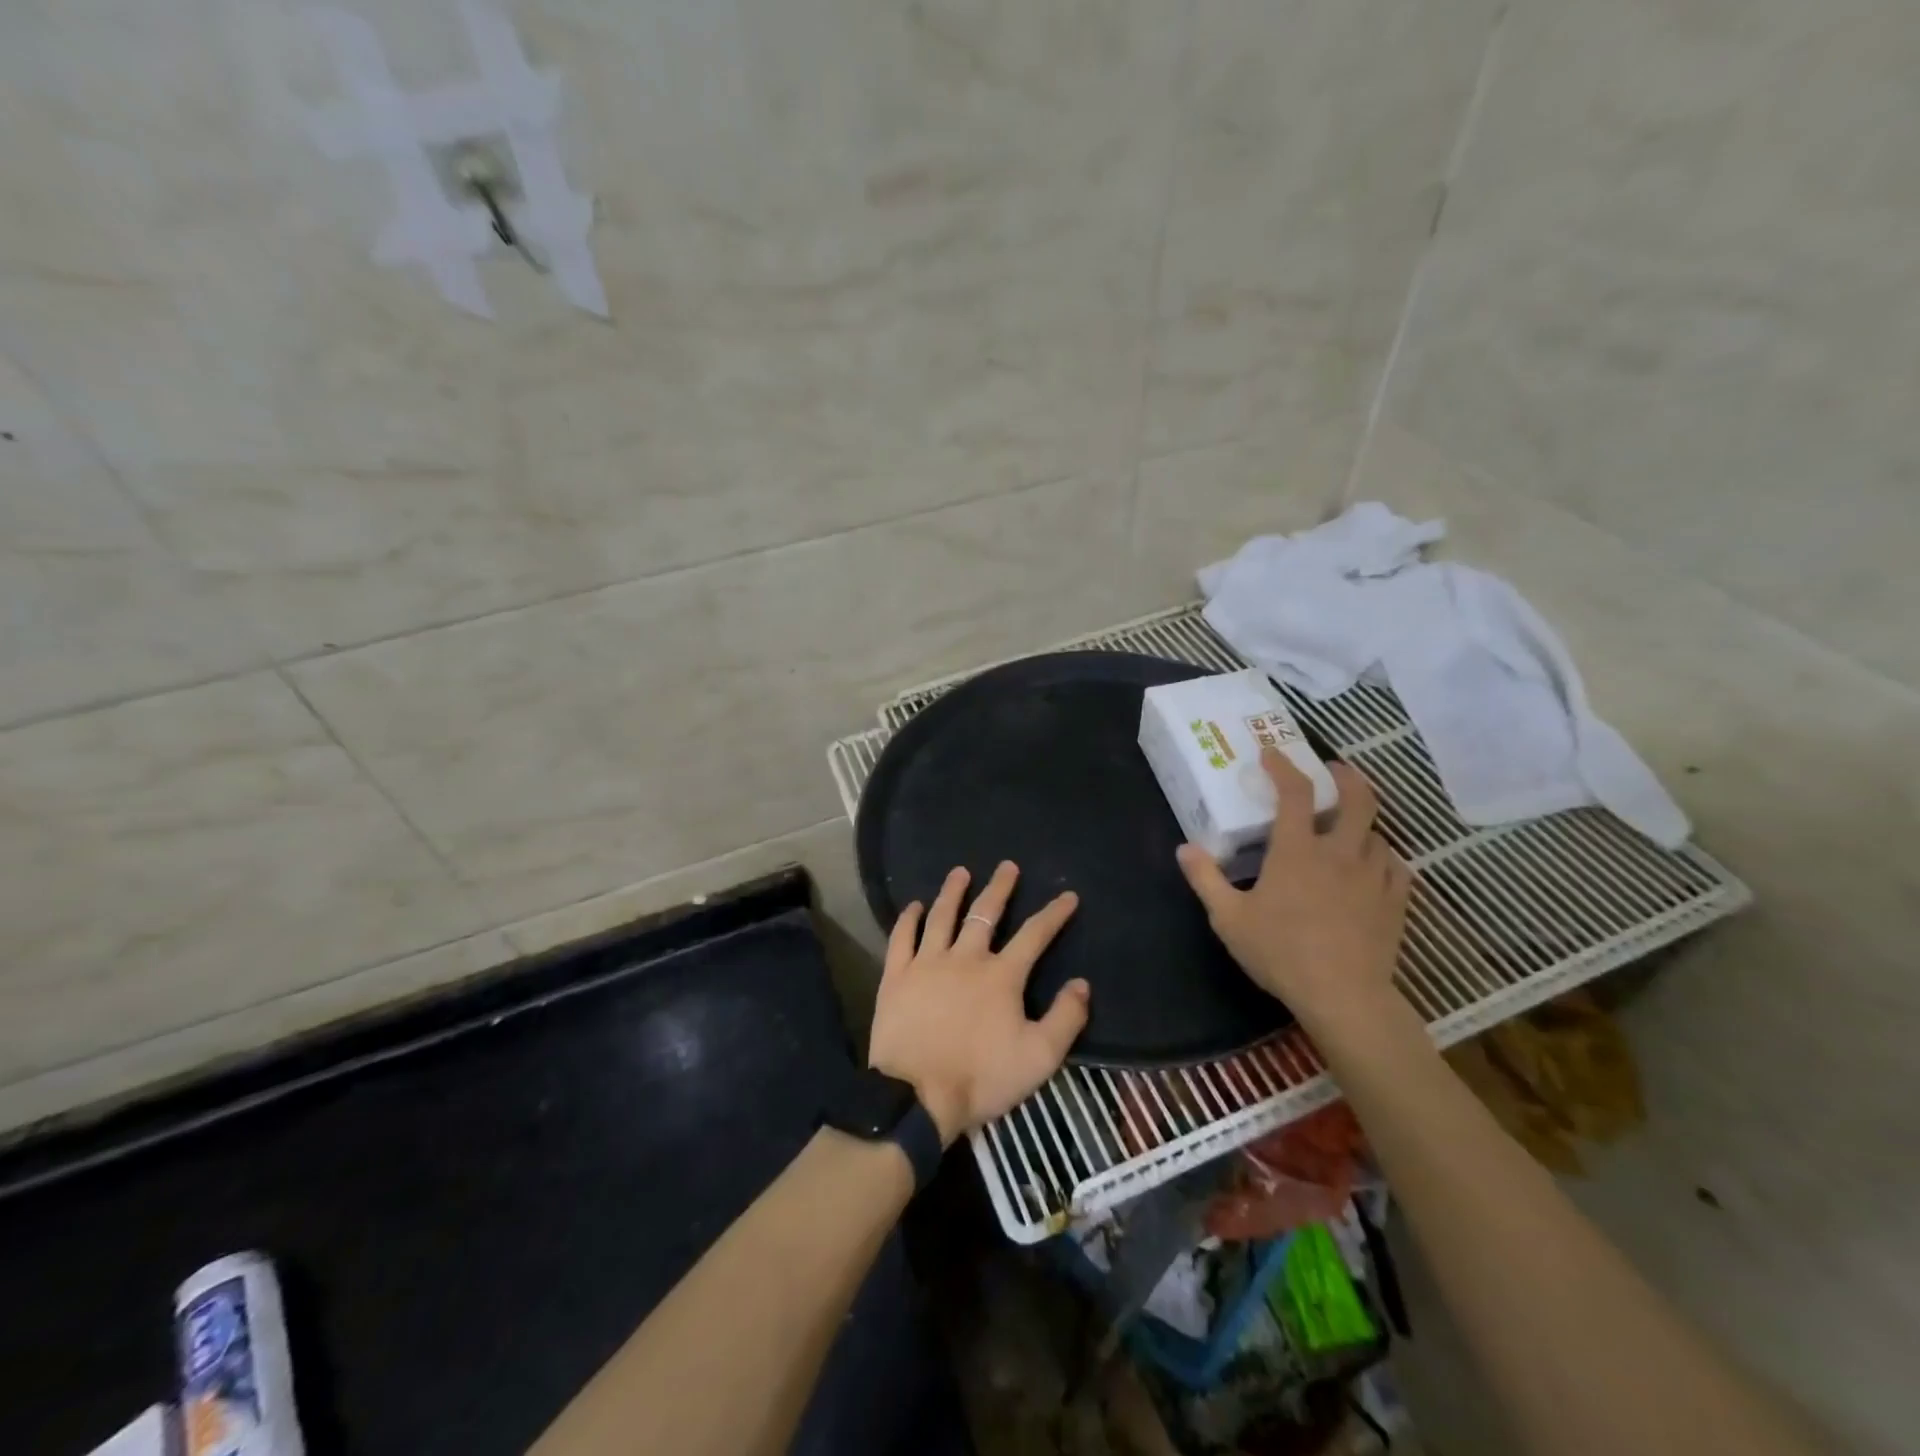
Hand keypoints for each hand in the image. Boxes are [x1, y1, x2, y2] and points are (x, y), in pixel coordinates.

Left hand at [867, 862, 1087, 1145]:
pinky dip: (908, 919)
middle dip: (1000, 888)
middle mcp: (965, 958)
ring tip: (960, 872)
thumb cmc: (982, 1078)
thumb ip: (1066, 1019)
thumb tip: (1082, 984)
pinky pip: (902, 938)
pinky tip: (914, 906)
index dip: (1054, 913)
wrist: (916, 1096)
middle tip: (1007, 866)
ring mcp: (927, 963)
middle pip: (985, 914)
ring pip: (942, 916)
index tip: (1068, 896)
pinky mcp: (896, 976)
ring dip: (953, 892)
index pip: (1034, 935)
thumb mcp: (1039, 1057)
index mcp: (1002, 976)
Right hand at [1175, 749, 1409, 1036]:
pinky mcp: (1394, 902)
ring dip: (1363, 822)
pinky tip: (1375, 866)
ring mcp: (1373, 876)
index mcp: (1297, 850)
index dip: (1284, 767)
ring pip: (1378, 833)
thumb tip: (1184, 848)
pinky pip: (1396, 866)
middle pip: (1357, 799)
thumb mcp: (1229, 918)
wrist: (1343, 996)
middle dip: (1347, 776)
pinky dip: (1384, 857)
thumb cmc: (1280, 952)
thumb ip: (1205, 879)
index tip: (1272, 753)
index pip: (1295, 793)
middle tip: (1334, 770)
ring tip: (1350, 826)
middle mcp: (1340, 853)